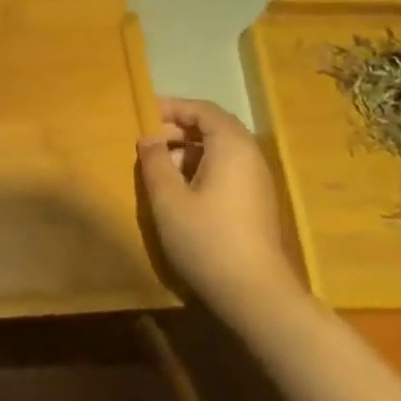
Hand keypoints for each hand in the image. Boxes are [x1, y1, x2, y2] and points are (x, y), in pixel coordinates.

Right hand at [137, 97, 291, 317]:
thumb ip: (155, 162)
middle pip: (214, 128)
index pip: (203, 110)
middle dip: (179, 129)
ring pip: (220, 151)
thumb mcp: (168, 199)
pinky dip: (201, 169)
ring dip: (188, 151)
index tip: (144, 113)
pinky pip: (226, 170)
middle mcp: (250, 156)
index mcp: (231, 146)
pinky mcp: (256, 202)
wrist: (254, 292)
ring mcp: (256, 180)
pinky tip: (180, 192)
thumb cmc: (206, 238)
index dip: (173, 107)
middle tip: (147, 141)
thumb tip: (149, 138)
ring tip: (158, 167)